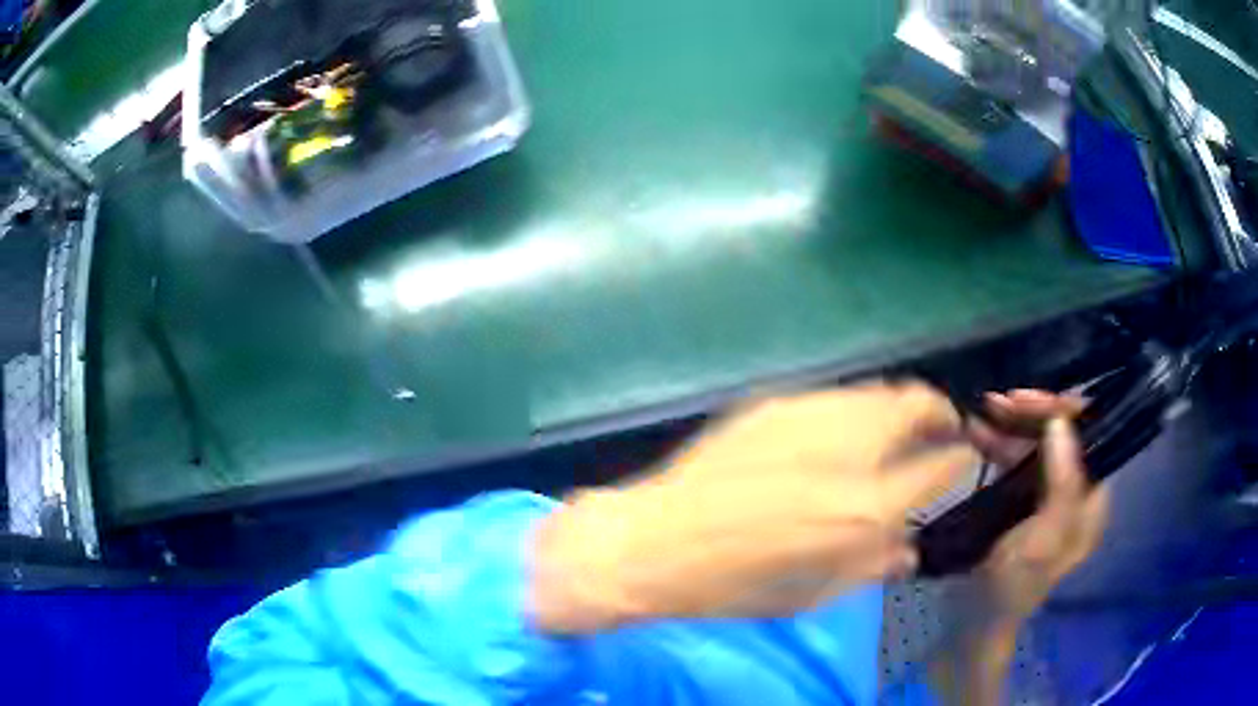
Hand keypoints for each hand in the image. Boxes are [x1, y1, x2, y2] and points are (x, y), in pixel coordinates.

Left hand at [530, 382, 979, 633]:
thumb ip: (872, 565)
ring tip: (895, 428)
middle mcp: (848, 451)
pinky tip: (839, 433)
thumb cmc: (734, 586)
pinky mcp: (774, 404)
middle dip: (940, 413)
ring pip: (878, 391)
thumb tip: (907, 546)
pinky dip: (855, 410)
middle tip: (940, 428)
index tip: (962, 458)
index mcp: (865, 508)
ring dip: (899, 406)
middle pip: (918, 405)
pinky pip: (835, 398)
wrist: (654, 542)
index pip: (941, 466)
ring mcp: (809, 417)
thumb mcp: (813, 594)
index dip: (960, 460)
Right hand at [927, 393, 1108, 705]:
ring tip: (980, 409)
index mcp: (1090, 499)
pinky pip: (1014, 459)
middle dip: (1031, 414)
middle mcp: (1073, 490)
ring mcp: (1044, 494)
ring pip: (1035, 443)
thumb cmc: (1011, 588)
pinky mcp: (1018, 500)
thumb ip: (1062, 483)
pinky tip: (975, 430)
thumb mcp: (1042, 540)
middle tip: (996, 400)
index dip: (1063, 411)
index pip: (1089, 435)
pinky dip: (997, 441)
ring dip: (1010, 423)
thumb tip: (1061, 421)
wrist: (972, 625)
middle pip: (1060, 434)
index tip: (1026, 401)